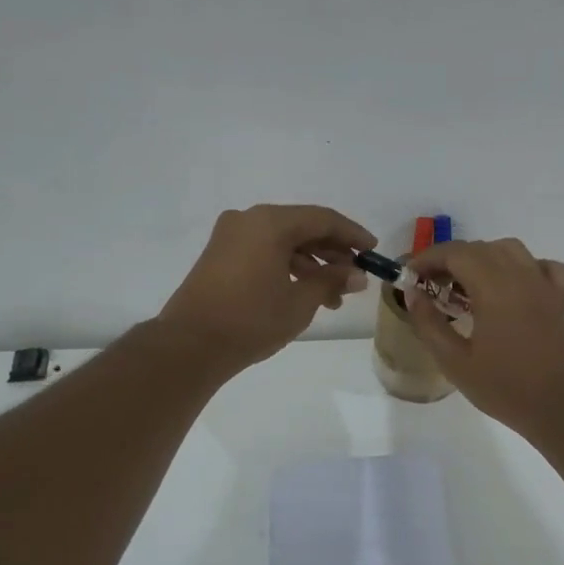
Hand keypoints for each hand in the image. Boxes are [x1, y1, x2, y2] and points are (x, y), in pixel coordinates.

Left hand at [157, 204, 374, 373]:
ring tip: (334, 297)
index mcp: (270, 222)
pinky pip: (264, 251)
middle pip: (302, 227)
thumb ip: (331, 281)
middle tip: (355, 278)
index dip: (352, 235)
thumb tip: (357, 274)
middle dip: (332, 253)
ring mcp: (231, 236)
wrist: (190, 345)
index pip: (323, 219)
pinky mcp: (220, 255)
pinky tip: (305, 292)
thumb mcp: (300, 302)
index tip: (373, 251)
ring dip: (312, 265)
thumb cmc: (251, 320)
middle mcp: (249, 219)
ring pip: (283, 241)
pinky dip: (287, 267)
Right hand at [408, 238, 563, 435]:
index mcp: (493, 288)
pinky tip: (514, 285)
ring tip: (468, 284)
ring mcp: (545, 284)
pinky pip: (542, 265)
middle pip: (480, 248)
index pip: (455, 253)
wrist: (559, 407)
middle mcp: (520, 275)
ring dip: (483, 257)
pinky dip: (523, 266)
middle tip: (432, 285)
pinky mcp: (562, 297)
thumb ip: (429, 323)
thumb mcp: (454, 362)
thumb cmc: (504, 387)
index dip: (428, 258)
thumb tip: (413, 294)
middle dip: (450, 259)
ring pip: (510, 249)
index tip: (411, 275)